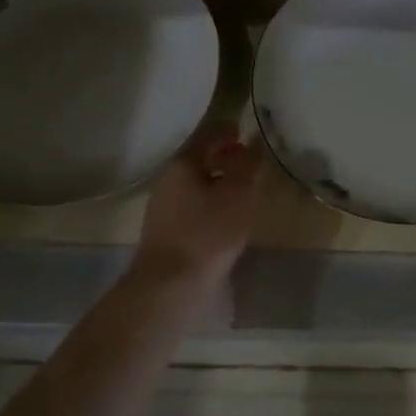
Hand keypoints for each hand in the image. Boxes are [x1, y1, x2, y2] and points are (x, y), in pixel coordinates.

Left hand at [133, 127, 260, 286]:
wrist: (171, 285)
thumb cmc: (208, 232)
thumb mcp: (238, 193)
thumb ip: (247, 165)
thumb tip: (251, 145)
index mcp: (183, 164)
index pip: (208, 137)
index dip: (227, 132)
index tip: (243, 130)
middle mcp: (168, 182)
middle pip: (199, 161)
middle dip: (223, 158)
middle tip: (247, 160)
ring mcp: (164, 209)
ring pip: (196, 186)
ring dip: (217, 183)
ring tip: (242, 189)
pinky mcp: (167, 234)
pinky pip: (193, 208)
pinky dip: (211, 204)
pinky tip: (226, 217)